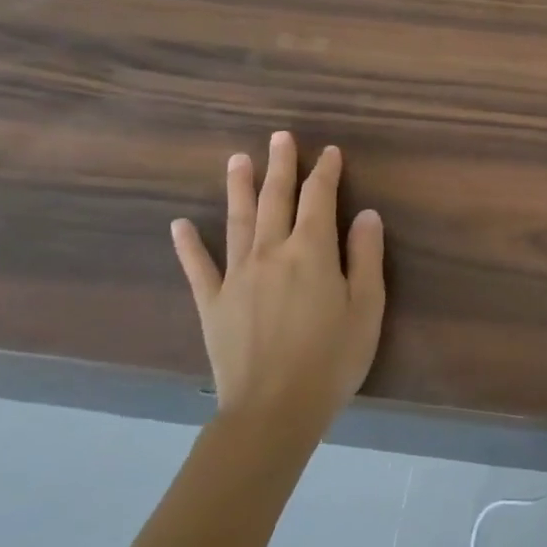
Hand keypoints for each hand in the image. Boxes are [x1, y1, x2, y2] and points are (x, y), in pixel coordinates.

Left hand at [170, 133, 384, 432]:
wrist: (273, 410)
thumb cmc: (332, 359)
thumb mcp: (367, 307)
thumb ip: (366, 256)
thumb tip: (366, 213)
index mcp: (311, 251)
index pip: (320, 198)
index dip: (325, 172)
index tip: (330, 152)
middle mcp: (271, 252)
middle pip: (275, 199)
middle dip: (281, 165)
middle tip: (280, 136)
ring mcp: (236, 276)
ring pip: (237, 220)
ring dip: (239, 187)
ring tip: (238, 159)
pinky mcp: (213, 303)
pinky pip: (198, 267)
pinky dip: (189, 245)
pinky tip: (180, 224)